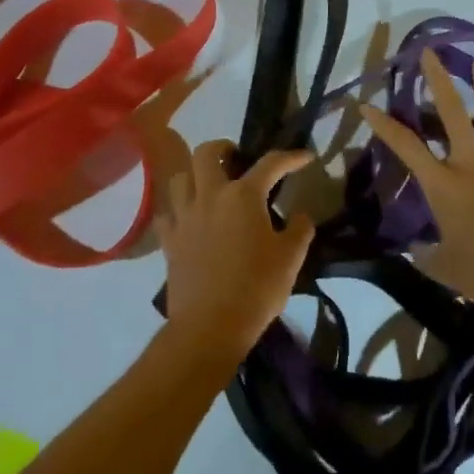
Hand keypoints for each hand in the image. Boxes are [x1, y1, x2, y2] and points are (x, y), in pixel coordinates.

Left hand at [157, 140, 315, 363]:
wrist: (210, 326)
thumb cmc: (256, 289)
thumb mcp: (290, 259)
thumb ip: (299, 230)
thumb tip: (301, 215)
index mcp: (244, 196)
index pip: (270, 163)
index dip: (291, 157)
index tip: (305, 156)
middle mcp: (210, 196)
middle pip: (206, 153)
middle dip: (223, 147)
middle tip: (236, 157)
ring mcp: (185, 217)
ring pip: (181, 177)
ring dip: (195, 174)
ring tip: (209, 185)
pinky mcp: (169, 240)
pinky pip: (168, 213)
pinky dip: (178, 209)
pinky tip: (189, 218)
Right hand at [359, 51, 473, 325]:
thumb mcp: (442, 267)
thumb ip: (427, 254)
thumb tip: (416, 251)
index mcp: (444, 185)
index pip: (407, 147)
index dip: (384, 125)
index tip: (366, 105)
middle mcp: (472, 167)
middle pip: (453, 116)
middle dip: (439, 82)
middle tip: (430, 53)